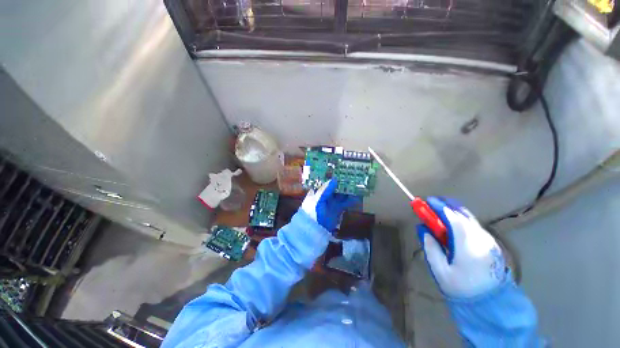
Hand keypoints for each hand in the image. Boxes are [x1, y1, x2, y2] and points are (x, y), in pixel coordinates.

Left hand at [301, 179, 359, 232]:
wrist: (314, 230)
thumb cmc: (312, 212)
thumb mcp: (317, 200)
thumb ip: (325, 190)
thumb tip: (334, 179)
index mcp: (318, 190)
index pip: (326, 180)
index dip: (332, 175)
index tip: (340, 169)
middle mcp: (326, 194)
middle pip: (336, 186)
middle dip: (343, 181)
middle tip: (352, 175)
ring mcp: (333, 201)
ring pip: (342, 193)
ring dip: (349, 189)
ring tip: (357, 183)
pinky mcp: (338, 208)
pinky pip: (346, 202)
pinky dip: (352, 199)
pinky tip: (358, 196)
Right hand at [417, 196, 506, 297]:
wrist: (491, 305)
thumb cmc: (462, 288)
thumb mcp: (440, 270)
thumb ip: (431, 247)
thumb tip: (423, 230)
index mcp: (468, 245)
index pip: (453, 218)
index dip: (439, 207)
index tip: (427, 201)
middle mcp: (481, 239)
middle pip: (463, 215)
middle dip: (446, 206)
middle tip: (432, 204)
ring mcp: (489, 241)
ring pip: (470, 219)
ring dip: (454, 212)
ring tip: (440, 212)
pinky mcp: (491, 245)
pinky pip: (474, 226)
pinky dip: (462, 220)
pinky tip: (453, 225)